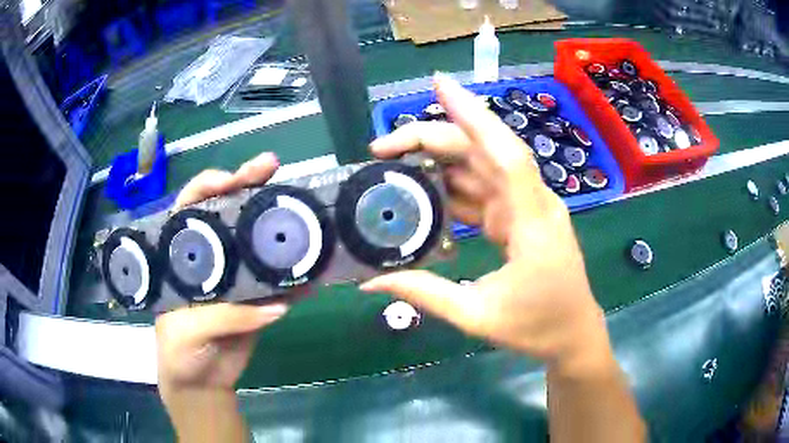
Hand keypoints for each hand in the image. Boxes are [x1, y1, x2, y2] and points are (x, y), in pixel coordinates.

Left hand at [156, 152, 286, 392]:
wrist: (202, 383)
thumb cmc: (178, 352)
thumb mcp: (187, 331)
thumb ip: (224, 316)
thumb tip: (275, 306)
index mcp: (181, 256)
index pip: (189, 208)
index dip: (208, 186)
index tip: (232, 178)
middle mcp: (209, 257)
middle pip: (226, 213)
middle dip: (247, 186)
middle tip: (270, 167)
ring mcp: (236, 275)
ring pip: (256, 239)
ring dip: (277, 220)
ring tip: (300, 202)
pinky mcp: (258, 298)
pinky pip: (279, 281)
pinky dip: (298, 272)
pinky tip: (316, 259)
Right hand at [362, 74, 608, 374]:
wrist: (573, 335)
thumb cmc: (537, 328)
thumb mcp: (477, 317)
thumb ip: (425, 293)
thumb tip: (371, 282)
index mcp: (532, 221)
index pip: (504, 153)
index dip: (472, 114)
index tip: (438, 84)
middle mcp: (531, 202)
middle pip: (482, 152)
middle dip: (431, 141)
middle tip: (381, 150)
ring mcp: (525, 207)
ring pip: (479, 168)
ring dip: (437, 163)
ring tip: (392, 170)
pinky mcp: (519, 217)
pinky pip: (482, 192)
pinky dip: (451, 190)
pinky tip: (423, 198)